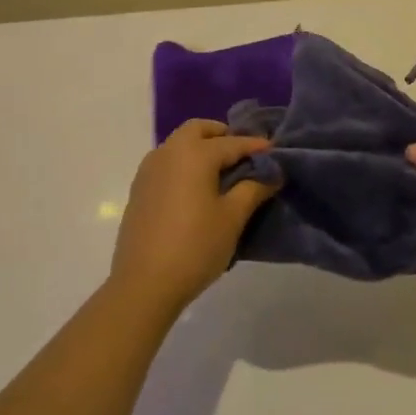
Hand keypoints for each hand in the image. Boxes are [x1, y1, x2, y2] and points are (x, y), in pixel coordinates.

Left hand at [110, 120, 277, 313]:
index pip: (232, 143)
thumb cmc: (195, 247)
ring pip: (179, 144)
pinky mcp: (139, 189)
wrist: (144, 284)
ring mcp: (149, 170)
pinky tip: (197, 189)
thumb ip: (253, 189)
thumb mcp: (232, 218)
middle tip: (243, 156)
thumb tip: (271, 174)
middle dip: (222, 136)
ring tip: (222, 173)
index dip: (256, 146)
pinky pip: (166, 163)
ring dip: (201, 148)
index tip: (276, 151)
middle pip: (198, 130)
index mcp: (194, 154)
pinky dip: (184, 164)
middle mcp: (168, 152)